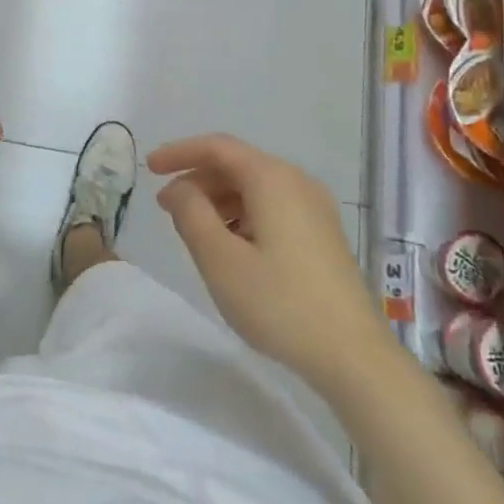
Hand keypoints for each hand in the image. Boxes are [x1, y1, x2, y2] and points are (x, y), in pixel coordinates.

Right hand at [149, 134, 378, 384]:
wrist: (354, 356)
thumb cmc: (279, 303)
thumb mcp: (220, 259)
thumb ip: (191, 214)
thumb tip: (179, 188)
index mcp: (272, 179)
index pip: (217, 147)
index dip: (179, 152)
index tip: (148, 169)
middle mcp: (297, 182)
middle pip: (237, 164)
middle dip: (197, 179)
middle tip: (166, 208)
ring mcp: (315, 208)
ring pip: (255, 187)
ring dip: (218, 200)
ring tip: (194, 231)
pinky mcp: (322, 234)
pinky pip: (272, 207)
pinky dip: (242, 214)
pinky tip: (230, 247)